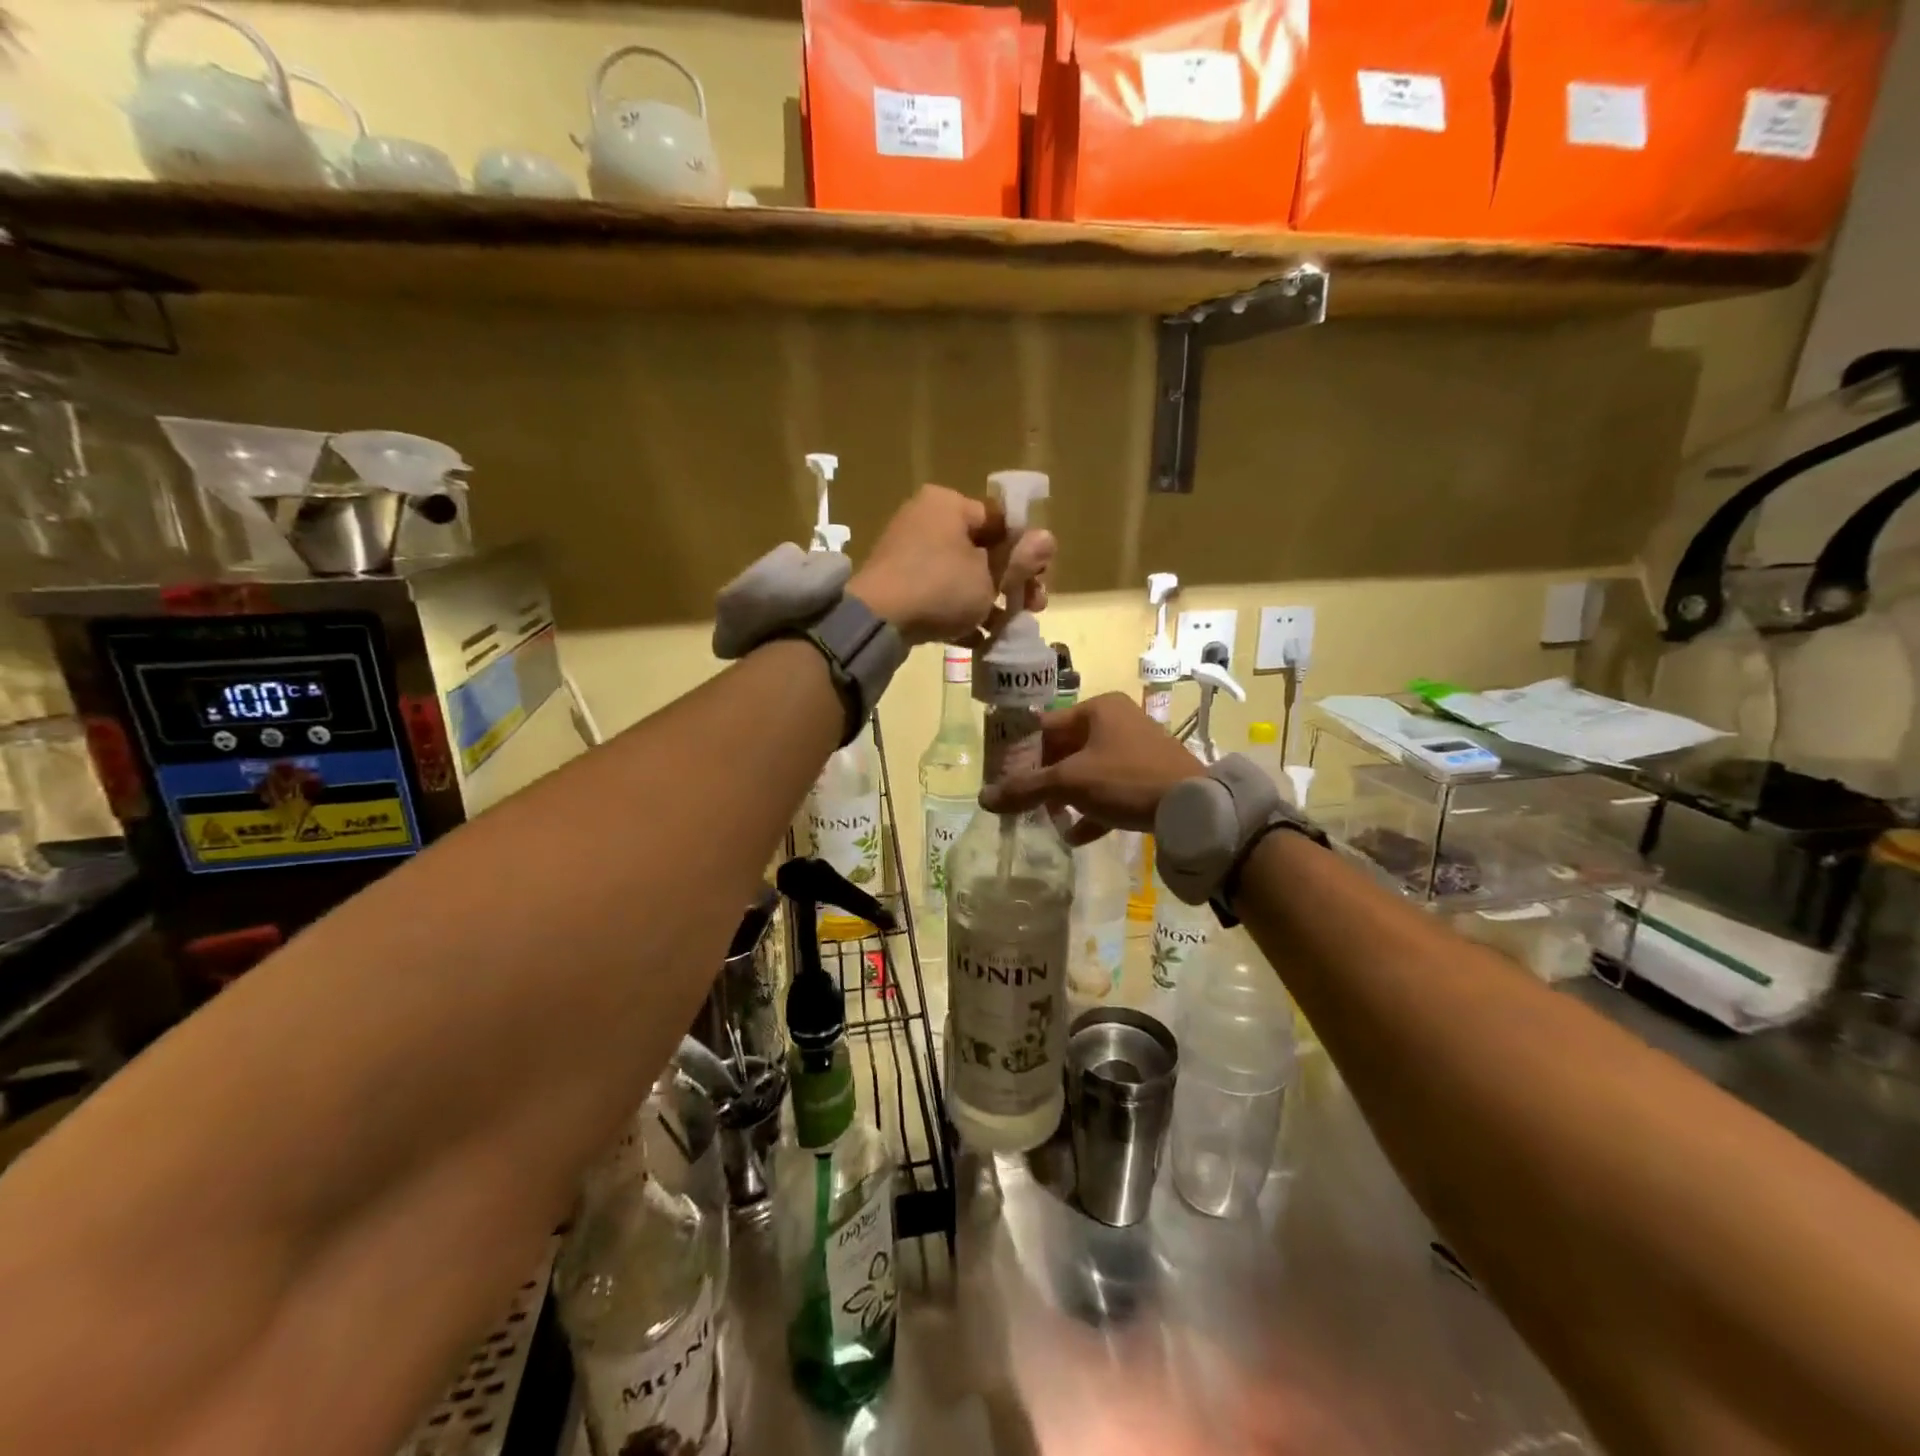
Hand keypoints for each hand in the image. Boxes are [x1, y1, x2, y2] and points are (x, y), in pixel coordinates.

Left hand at [848, 485, 1054, 646]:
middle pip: (982, 550)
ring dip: (990, 602)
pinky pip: (939, 595)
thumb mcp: (990, 576)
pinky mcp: (898, 585)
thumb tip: (1048, 539)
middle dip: (1011, 582)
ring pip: (962, 576)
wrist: (877, 621)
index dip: (1025, 549)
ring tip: (1009, 628)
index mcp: (948, 505)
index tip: (1041, 577)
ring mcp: (908, 554)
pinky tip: (980, 640)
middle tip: (1034, 607)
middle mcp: (925, 520)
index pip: (999, 520)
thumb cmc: (941, 587)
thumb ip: (1020, 559)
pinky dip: (959, 614)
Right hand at [982, 693, 1203, 842]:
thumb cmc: (1125, 780)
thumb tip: (983, 799)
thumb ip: (1025, 789)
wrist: (1192, 807)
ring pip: (1087, 771)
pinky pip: (1110, 790)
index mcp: (1098, 709)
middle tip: (1024, 803)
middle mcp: (1117, 721)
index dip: (1020, 753)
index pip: (1045, 726)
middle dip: (1044, 779)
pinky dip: (1092, 809)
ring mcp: (1136, 748)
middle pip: (1065, 749)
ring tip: (1048, 820)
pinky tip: (1076, 835)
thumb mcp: (1069, 783)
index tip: (1003, 778)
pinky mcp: (1149, 775)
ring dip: (1066, 797)